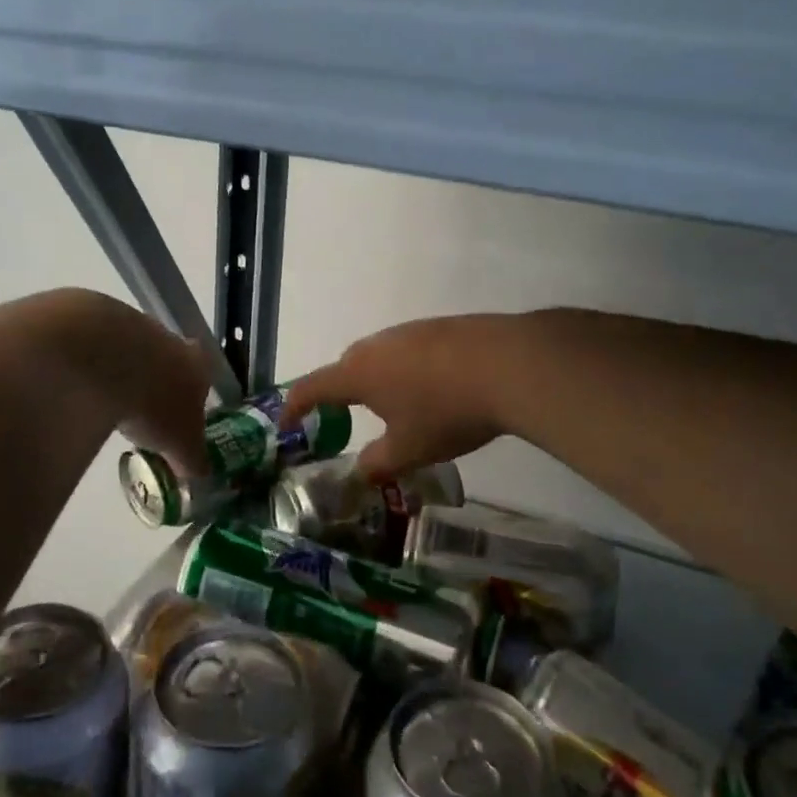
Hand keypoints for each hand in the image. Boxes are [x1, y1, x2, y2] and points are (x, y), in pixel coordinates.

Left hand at [34, 290, 213, 476]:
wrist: (103, 356)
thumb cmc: (155, 403)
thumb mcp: (181, 445)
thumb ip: (192, 459)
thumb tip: (199, 474)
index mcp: (197, 365)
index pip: (203, 377)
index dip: (192, 398)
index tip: (178, 418)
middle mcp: (169, 339)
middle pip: (167, 361)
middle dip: (155, 384)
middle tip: (140, 415)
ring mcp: (130, 326)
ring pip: (130, 352)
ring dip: (121, 373)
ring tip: (104, 403)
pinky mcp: (90, 321)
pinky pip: (94, 348)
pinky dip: (89, 365)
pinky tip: (77, 387)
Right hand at [282, 315, 514, 479]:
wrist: (510, 365)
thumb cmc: (446, 412)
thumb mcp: (409, 450)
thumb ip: (378, 463)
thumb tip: (362, 470)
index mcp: (358, 373)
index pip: (312, 386)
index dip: (294, 406)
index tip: (286, 423)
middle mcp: (378, 345)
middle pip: (346, 366)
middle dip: (340, 392)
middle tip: (345, 417)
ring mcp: (412, 331)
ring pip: (381, 356)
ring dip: (378, 379)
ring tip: (395, 406)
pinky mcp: (443, 326)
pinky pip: (412, 350)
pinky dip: (409, 370)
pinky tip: (434, 388)